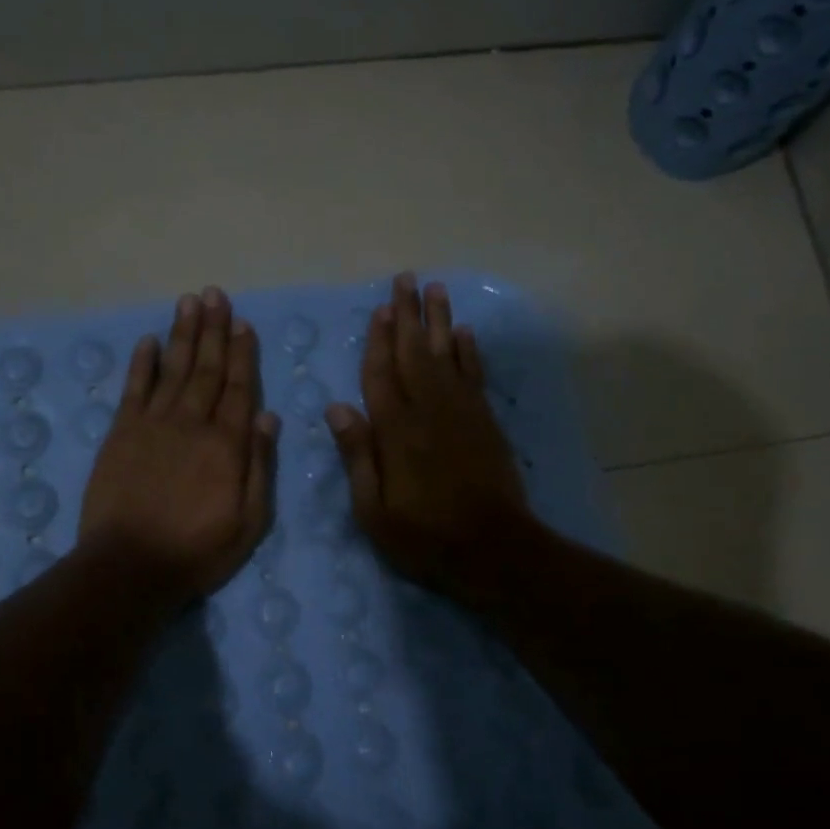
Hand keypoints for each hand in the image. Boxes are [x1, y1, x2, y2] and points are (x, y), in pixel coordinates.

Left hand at [80, 286, 278, 606]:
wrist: (130, 565)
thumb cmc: (197, 550)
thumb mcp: (249, 521)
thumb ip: (259, 466)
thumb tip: (268, 416)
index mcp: (226, 445)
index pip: (239, 389)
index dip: (243, 354)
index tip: (244, 323)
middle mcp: (191, 424)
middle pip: (206, 369)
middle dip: (214, 330)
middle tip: (216, 295)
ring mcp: (152, 425)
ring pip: (173, 369)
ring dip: (183, 334)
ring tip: (190, 302)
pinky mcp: (121, 433)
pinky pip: (133, 389)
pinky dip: (141, 363)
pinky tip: (148, 341)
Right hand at [326, 273, 531, 612]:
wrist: (493, 549)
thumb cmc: (425, 536)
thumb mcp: (374, 510)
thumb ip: (358, 455)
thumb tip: (336, 407)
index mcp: (396, 430)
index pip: (381, 374)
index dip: (378, 340)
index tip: (379, 309)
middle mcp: (429, 410)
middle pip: (415, 352)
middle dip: (408, 315)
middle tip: (406, 279)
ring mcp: (462, 413)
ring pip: (447, 355)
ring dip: (440, 321)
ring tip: (436, 288)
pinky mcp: (485, 422)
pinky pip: (475, 375)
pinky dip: (469, 352)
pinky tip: (464, 333)